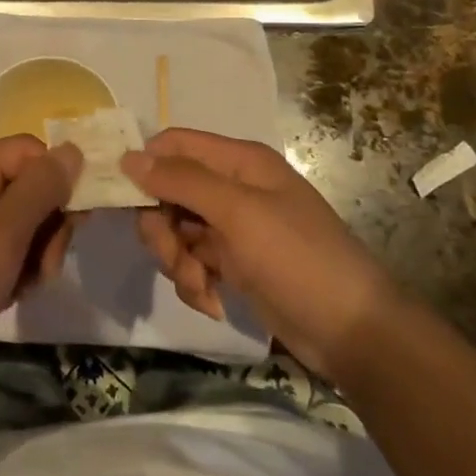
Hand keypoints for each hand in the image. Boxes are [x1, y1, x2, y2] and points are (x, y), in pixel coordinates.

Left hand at [0, 136, 81, 392]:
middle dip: (46, 225)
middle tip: (45, 267)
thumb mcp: (0, 238)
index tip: (73, 223)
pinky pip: (2, 247)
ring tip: (23, 287)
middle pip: (25, 185)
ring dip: (34, 253)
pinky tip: (9, 295)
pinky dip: (15, 269)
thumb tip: (74, 149)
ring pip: (20, 220)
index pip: (27, 151)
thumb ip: (40, 189)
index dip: (55, 180)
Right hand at [122, 128, 396, 383]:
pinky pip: (191, 262)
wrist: (352, 331)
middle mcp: (232, 187)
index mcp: (238, 161)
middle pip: (168, 191)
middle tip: (173, 256)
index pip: (173, 145)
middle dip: (161, 228)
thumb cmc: (297, 258)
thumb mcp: (238, 213)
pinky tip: (213, 302)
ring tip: (200, 286)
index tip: (123, 201)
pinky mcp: (233, 264)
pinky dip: (193, 282)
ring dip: (177, 261)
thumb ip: (182, 181)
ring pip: (175, 230)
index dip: (145, 167)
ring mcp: (232, 227)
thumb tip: (128, 157)